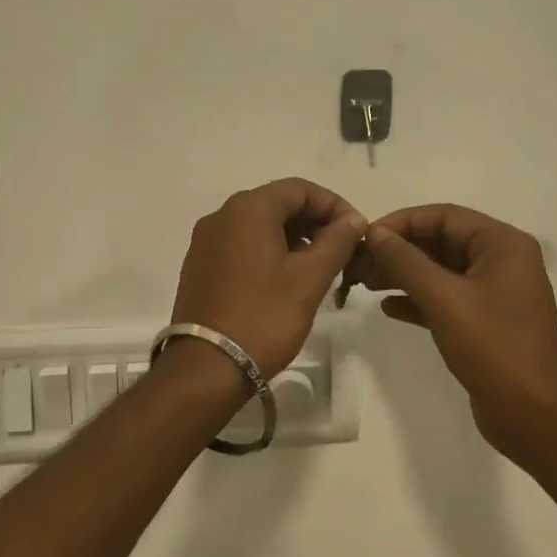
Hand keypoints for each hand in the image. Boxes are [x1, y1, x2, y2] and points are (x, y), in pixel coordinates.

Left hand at [171, 179, 367, 377]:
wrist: (207, 368)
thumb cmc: (264, 317)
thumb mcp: (309, 278)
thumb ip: (336, 241)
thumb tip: (353, 219)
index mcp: (247, 209)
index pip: (299, 189)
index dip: (333, 205)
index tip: (357, 231)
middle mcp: (221, 215)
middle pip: (277, 203)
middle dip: (313, 221)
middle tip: (341, 250)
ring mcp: (206, 241)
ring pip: (258, 225)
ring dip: (293, 237)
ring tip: (318, 266)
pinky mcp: (200, 266)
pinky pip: (241, 245)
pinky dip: (268, 251)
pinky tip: (286, 279)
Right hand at [348, 204, 556, 461]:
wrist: (535, 417)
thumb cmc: (494, 348)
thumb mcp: (445, 299)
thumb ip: (406, 262)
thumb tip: (376, 234)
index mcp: (503, 244)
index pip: (445, 216)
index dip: (402, 223)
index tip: (366, 238)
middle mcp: (502, 261)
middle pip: (441, 241)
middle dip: (399, 250)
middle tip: (359, 264)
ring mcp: (495, 293)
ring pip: (441, 271)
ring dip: (404, 274)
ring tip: (365, 283)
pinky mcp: (485, 322)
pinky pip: (446, 298)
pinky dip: (418, 299)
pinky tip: (388, 308)